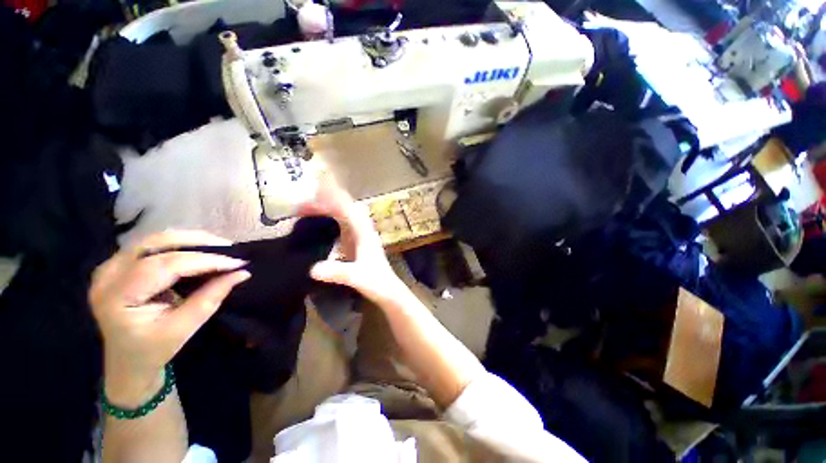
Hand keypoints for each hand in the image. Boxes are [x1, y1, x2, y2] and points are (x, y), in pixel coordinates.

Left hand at [89, 231, 250, 404]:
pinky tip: (199, 250)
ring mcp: (110, 266)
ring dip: (190, 240)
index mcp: (117, 297)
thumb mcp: (183, 328)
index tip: (237, 262)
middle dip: (197, 242)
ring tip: (219, 248)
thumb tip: (242, 273)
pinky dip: (180, 244)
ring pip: (154, 239)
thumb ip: (211, 298)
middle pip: (155, 244)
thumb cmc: (153, 350)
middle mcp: (107, 274)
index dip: (204, 261)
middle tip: (230, 248)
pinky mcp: (119, 264)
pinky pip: (152, 245)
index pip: (164, 266)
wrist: (126, 362)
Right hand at [298, 181, 404, 302]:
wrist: (387, 289)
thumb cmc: (375, 282)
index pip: (348, 209)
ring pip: (344, 214)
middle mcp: (362, 229)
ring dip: (328, 208)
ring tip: (306, 210)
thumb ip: (337, 272)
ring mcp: (360, 234)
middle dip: (326, 202)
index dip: (331, 200)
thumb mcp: (356, 277)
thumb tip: (312, 269)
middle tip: (302, 206)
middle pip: (345, 207)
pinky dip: (330, 218)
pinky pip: (342, 223)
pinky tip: (319, 222)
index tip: (311, 197)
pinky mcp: (356, 241)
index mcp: (364, 232)